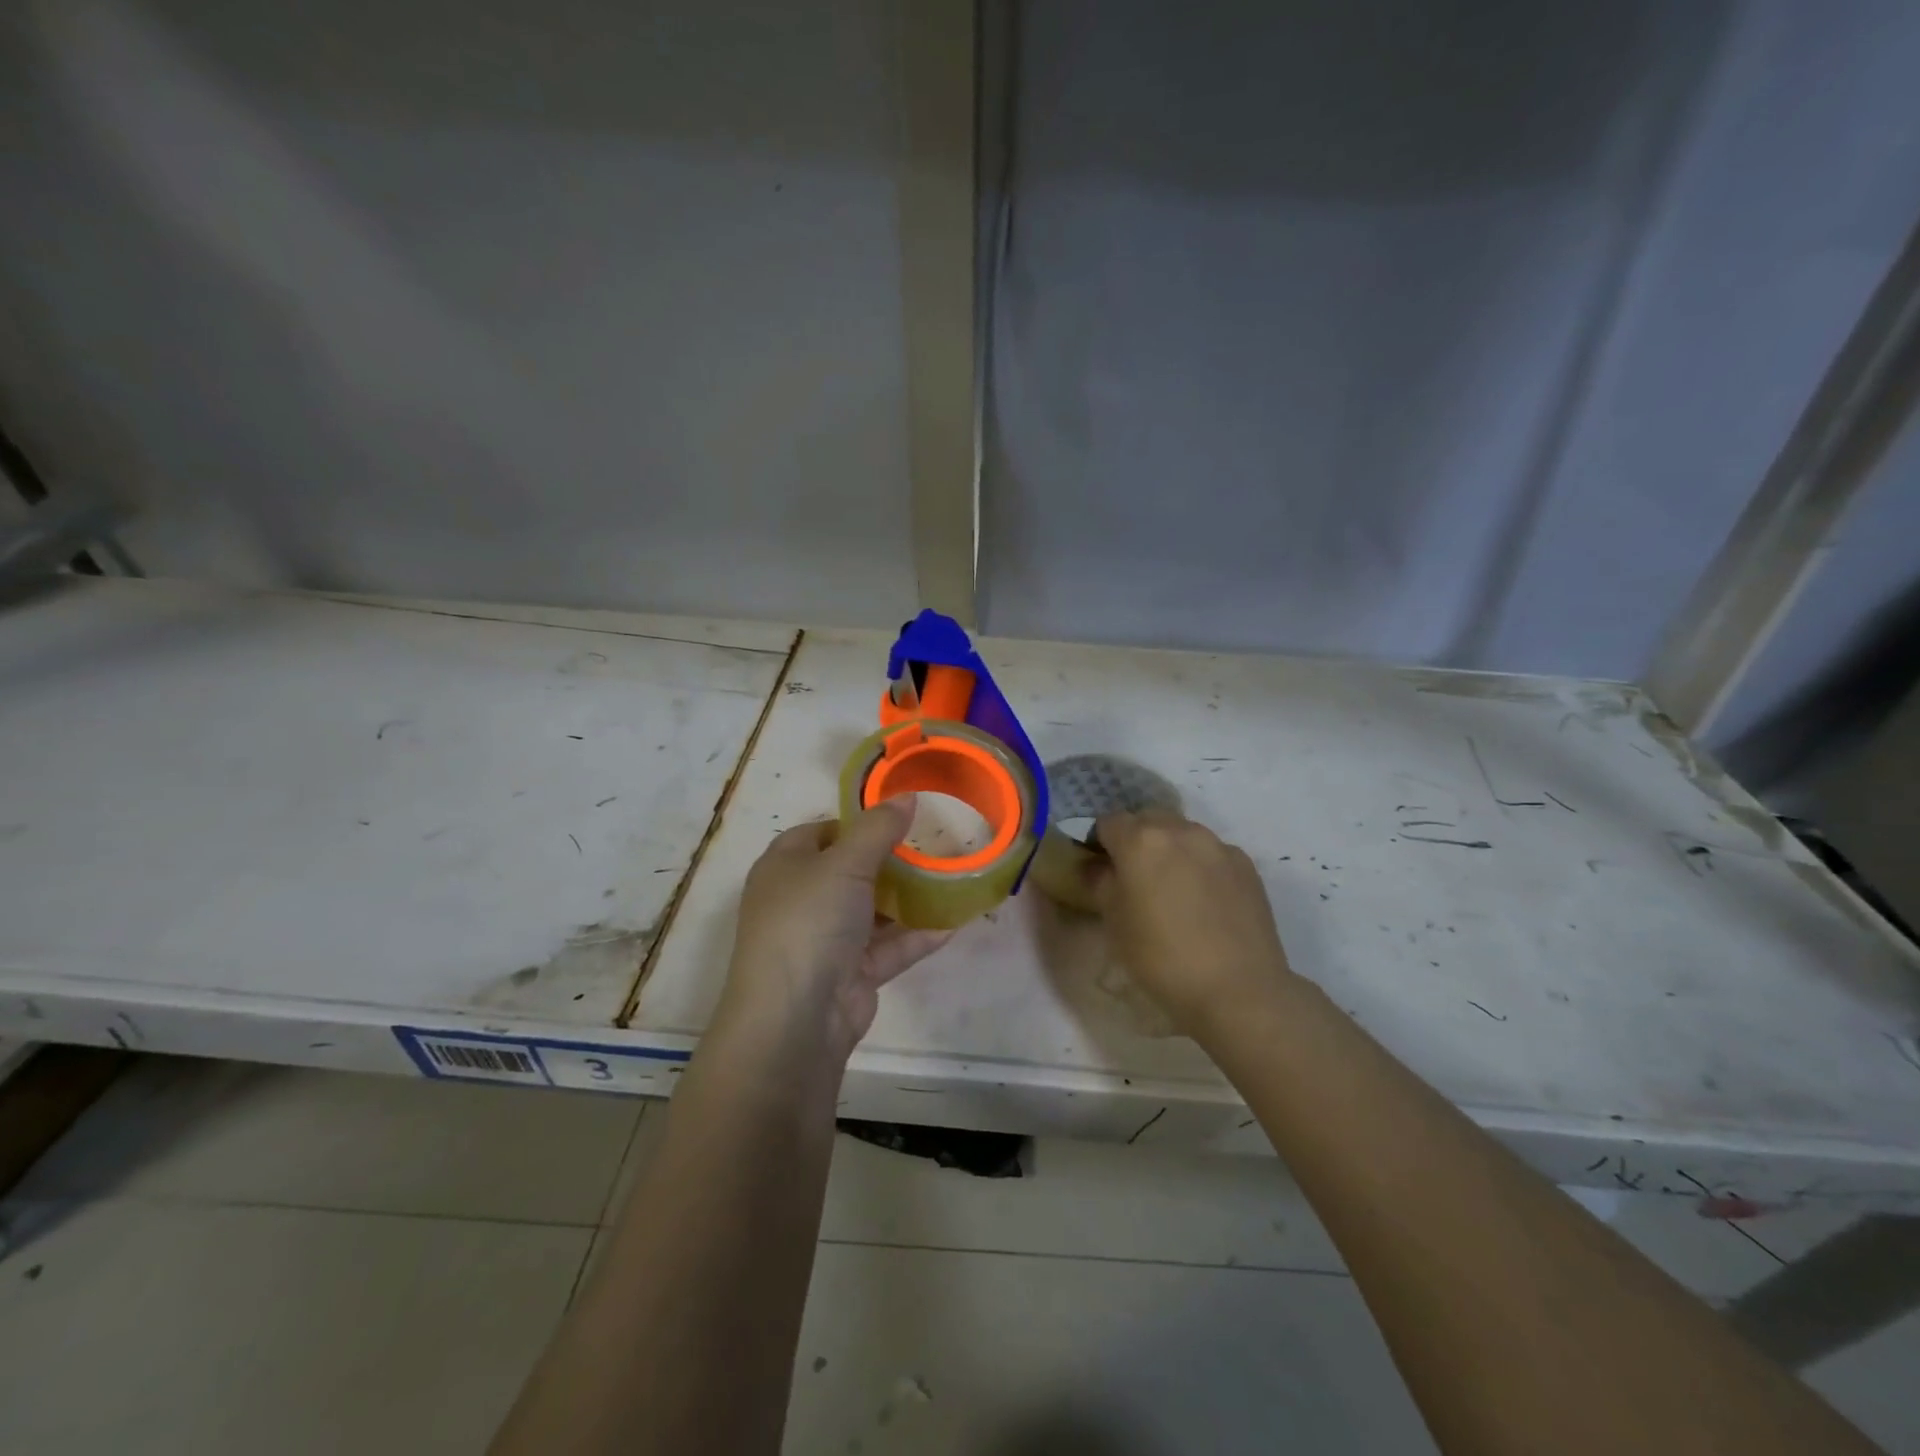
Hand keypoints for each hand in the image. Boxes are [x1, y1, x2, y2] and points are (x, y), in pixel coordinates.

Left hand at [713, 799, 953, 1066]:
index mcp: (785, 866)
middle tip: (930, 847)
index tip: (898, 819)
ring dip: (906, 900)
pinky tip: (952, 924)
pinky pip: (888, 948)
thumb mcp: (845, 864)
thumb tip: (906, 795)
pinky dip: (915, 936)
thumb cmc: (810, 921)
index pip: (821, 833)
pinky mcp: (849, 974)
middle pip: (849, 871)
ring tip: (949, 879)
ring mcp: (825, 939)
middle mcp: (801, 900)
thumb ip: (878, 829)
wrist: (796, 1018)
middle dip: (889, 861)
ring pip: (871, 911)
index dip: (856, 823)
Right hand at [1085, 811, 1296, 1038]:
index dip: (1100, 843)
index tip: (1102, 870)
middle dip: (1137, 840)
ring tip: (1174, 890)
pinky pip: (1212, 853)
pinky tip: (1205, 902)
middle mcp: (1180, 830)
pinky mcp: (1246, 864)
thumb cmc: (1161, 957)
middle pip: (1148, 820)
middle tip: (1136, 879)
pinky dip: (1201, 866)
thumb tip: (1096, 866)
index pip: (1108, 822)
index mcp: (1140, 840)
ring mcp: (1217, 845)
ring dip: (1171, 850)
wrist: (1238, 988)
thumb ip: (1100, 883)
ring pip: (1182, 833)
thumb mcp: (1114, 923)